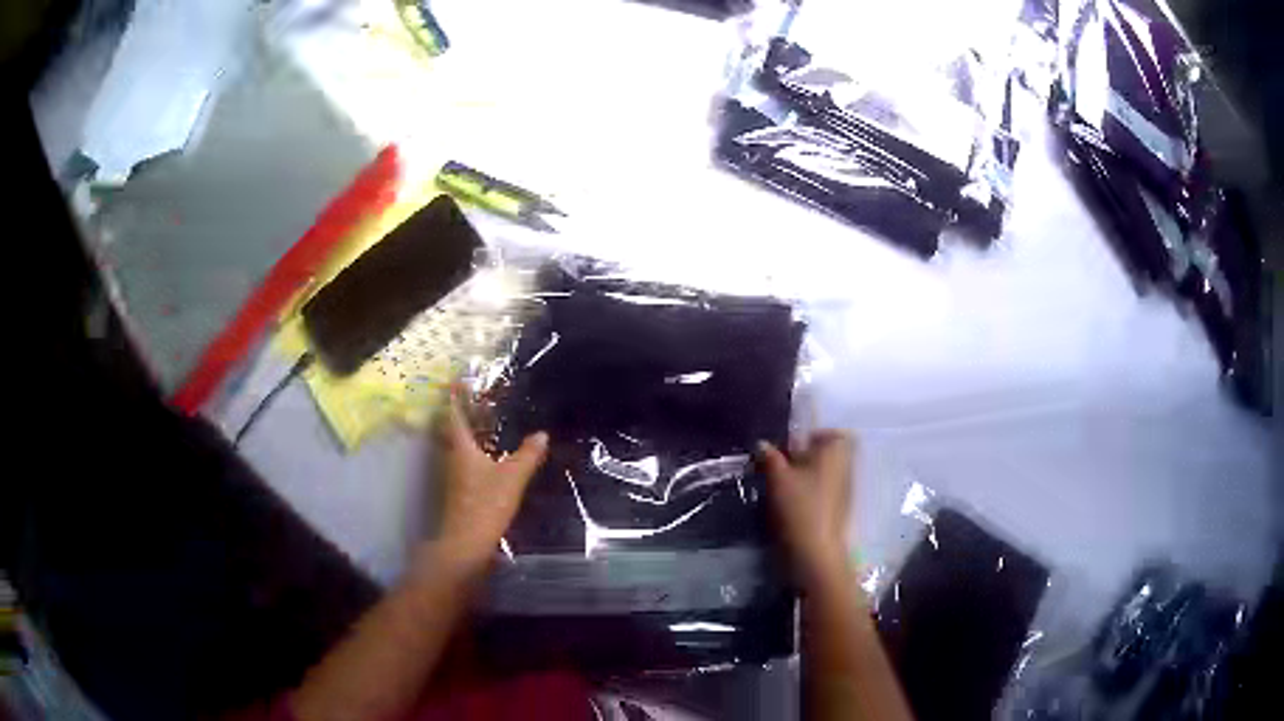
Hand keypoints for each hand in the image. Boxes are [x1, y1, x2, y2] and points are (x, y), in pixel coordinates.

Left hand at [425, 389, 547, 577]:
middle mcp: (453, 457)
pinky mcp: (461, 490)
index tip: (458, 379)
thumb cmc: (486, 504)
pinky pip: (466, 461)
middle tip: (478, 399)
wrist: (467, 542)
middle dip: (463, 413)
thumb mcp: (512, 478)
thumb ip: (527, 455)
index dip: (456, 397)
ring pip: (460, 446)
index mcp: (461, 448)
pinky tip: (492, 456)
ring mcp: (455, 476)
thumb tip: (542, 434)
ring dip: (470, 432)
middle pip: (454, 430)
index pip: (455, 415)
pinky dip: (476, 451)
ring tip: (488, 422)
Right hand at [759, 431, 856, 590]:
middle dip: (806, 458)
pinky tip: (792, 504)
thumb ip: (770, 457)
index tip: (790, 449)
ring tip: (783, 487)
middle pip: (828, 453)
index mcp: (837, 450)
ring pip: (826, 473)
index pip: (832, 433)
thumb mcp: (778, 477)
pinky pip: (825, 491)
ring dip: (807, 476)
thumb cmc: (800, 506)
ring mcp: (845, 488)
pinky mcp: (840, 508)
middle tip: (782, 466)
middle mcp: (846, 465)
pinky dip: (811, 493)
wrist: (815, 550)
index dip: (812, 437)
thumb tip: (762, 443)